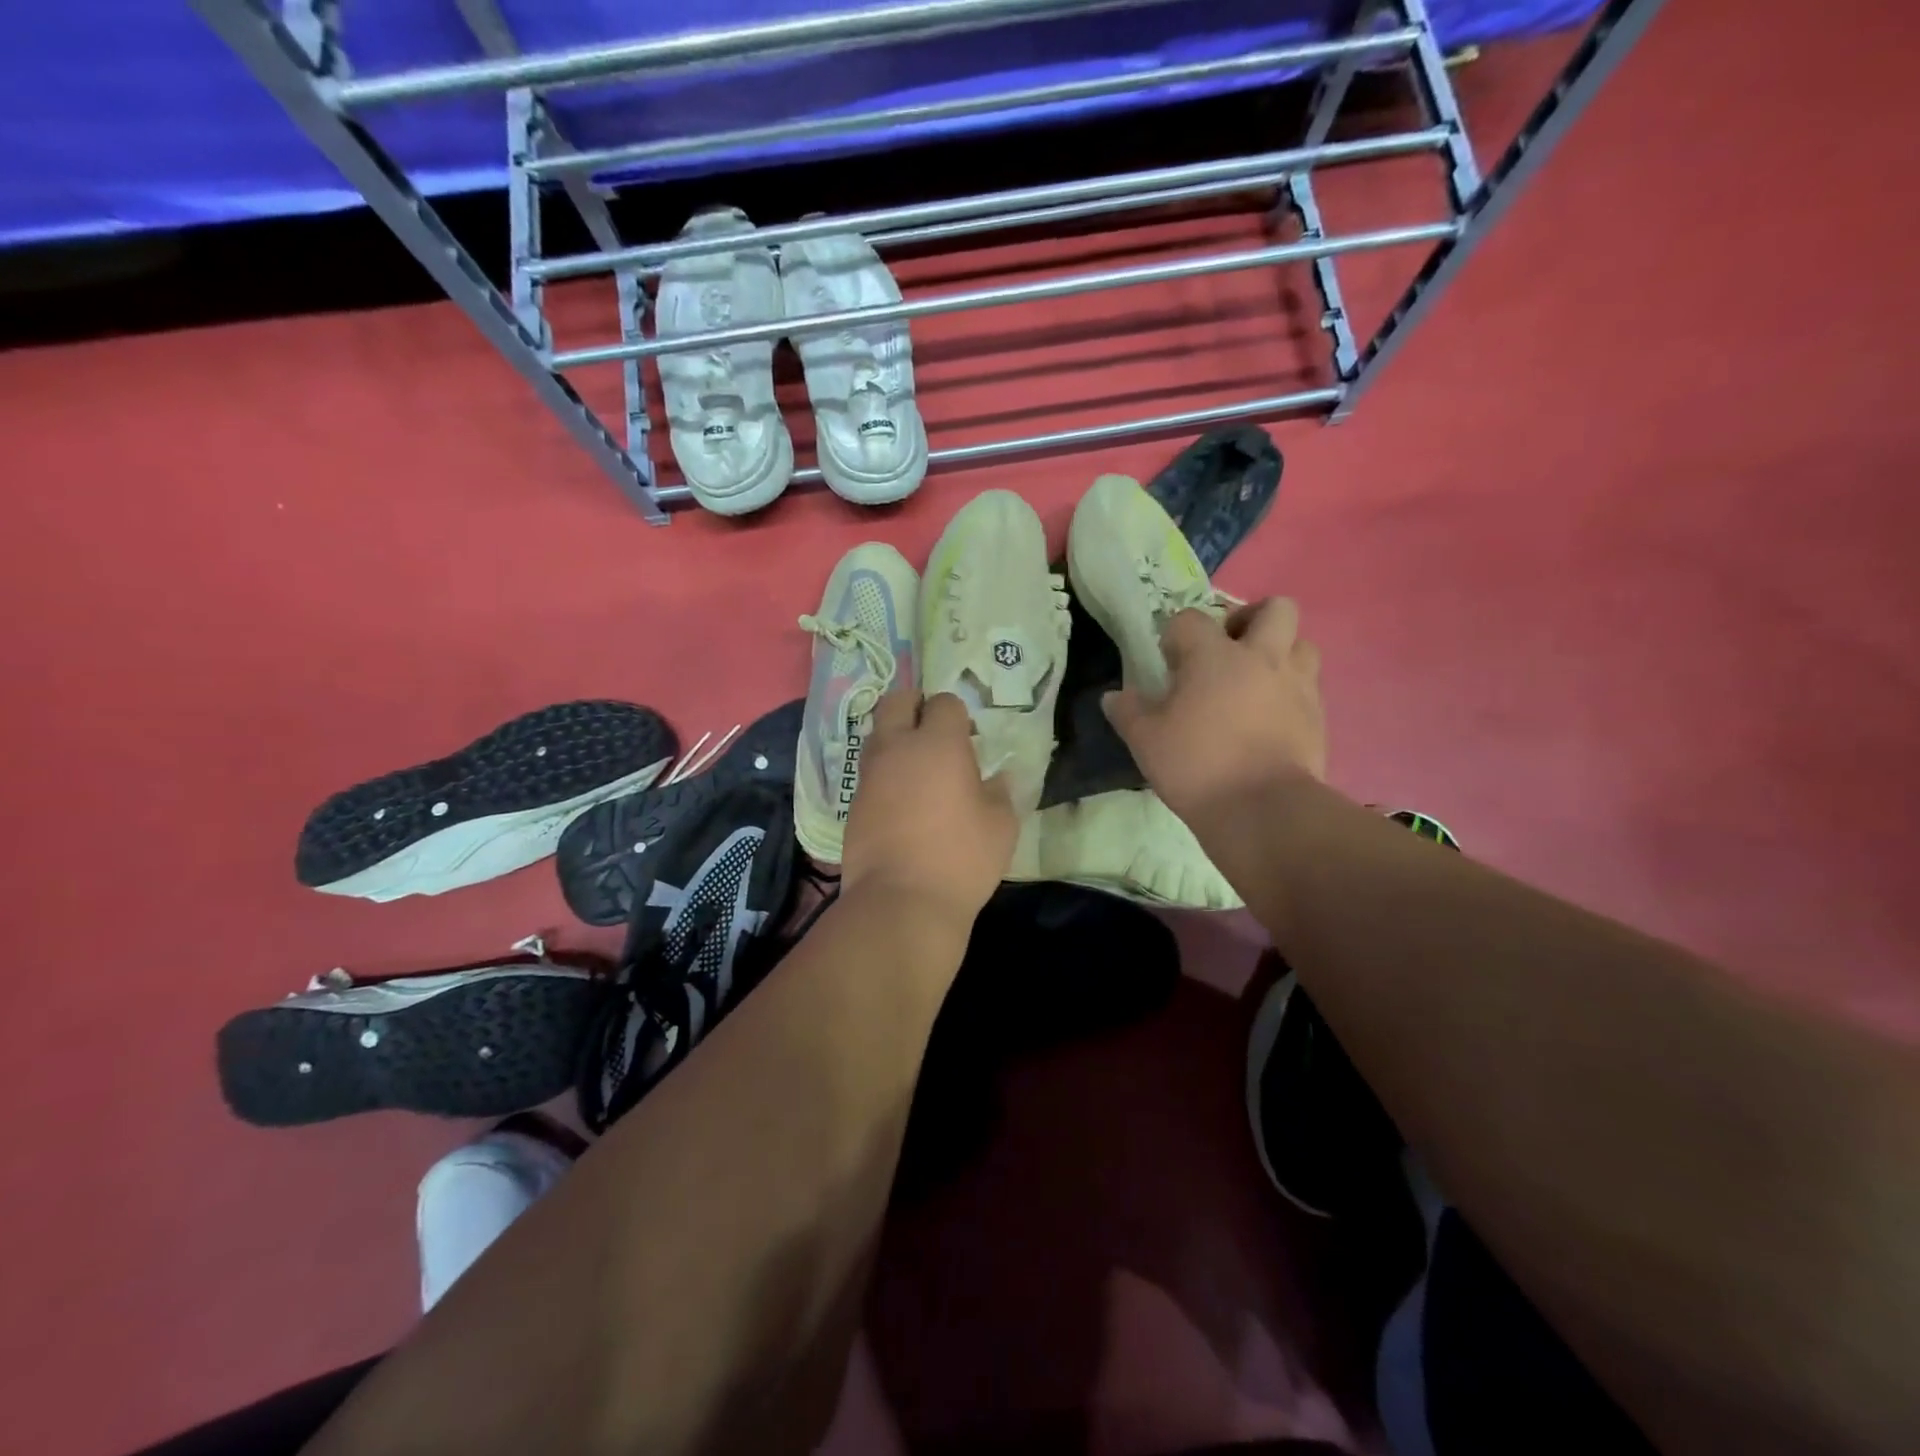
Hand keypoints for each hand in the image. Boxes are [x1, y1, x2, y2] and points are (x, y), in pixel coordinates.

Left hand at [840, 691, 1018, 930]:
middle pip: (896, 702)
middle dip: (915, 706)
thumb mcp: (1001, 825)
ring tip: (919, 768)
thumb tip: (996, 779)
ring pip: (877, 735)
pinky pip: (869, 772)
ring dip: (896, 739)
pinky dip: (885, 773)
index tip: (969, 737)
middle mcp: (897, 748)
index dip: (958, 715)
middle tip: (934, 730)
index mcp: (938, 744)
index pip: (944, 703)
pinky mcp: (854, 803)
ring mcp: (869, 775)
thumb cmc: (961, 858)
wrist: (900, 901)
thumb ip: (1000, 793)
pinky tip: (903, 801)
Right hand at [1102, 599, 1326, 823]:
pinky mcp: (1317, 715)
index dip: (1175, 635)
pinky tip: (1270, 716)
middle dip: (1250, 619)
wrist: (1262, 809)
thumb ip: (1128, 712)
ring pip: (1301, 643)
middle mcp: (1262, 657)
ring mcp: (1296, 684)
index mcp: (1214, 656)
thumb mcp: (1145, 741)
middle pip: (1273, 609)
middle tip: (1229, 649)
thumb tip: (1114, 697)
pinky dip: (1290, 690)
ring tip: (1256, 680)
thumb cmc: (1197, 766)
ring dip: (1279, 652)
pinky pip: (1308, 685)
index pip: (1191, 619)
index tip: (1168, 663)